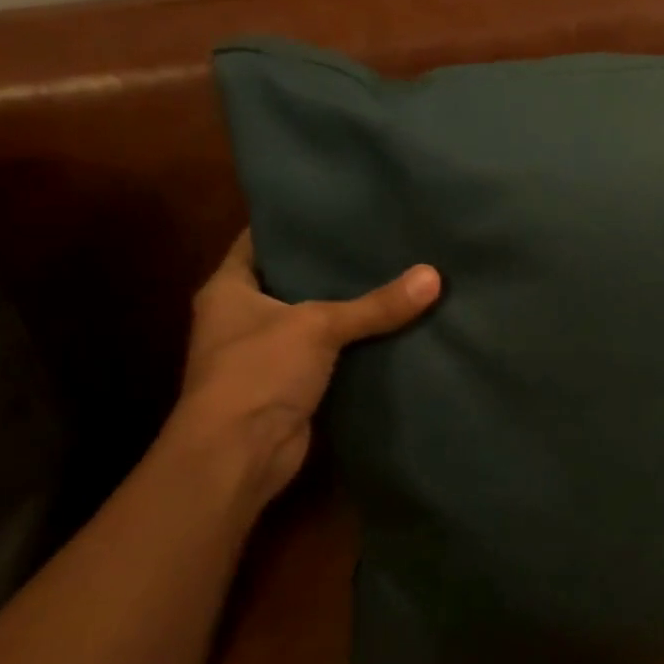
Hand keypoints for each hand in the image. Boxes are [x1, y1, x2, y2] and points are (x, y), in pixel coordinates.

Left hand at [170, 232, 440, 508]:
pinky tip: (392, 326)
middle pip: (293, 280)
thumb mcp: (319, 326)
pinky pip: (329, 354)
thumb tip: (434, 276)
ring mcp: (266, 354)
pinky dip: (354, 345)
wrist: (239, 456)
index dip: (295, 224)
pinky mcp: (291, 384)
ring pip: (314, 319)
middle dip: (331, 265)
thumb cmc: (259, 373)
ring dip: (347, 307)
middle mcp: (243, 317)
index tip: (337, 208)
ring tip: (395, 273)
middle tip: (379, 240)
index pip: (260, 241)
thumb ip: (376, 304)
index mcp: (228, 288)